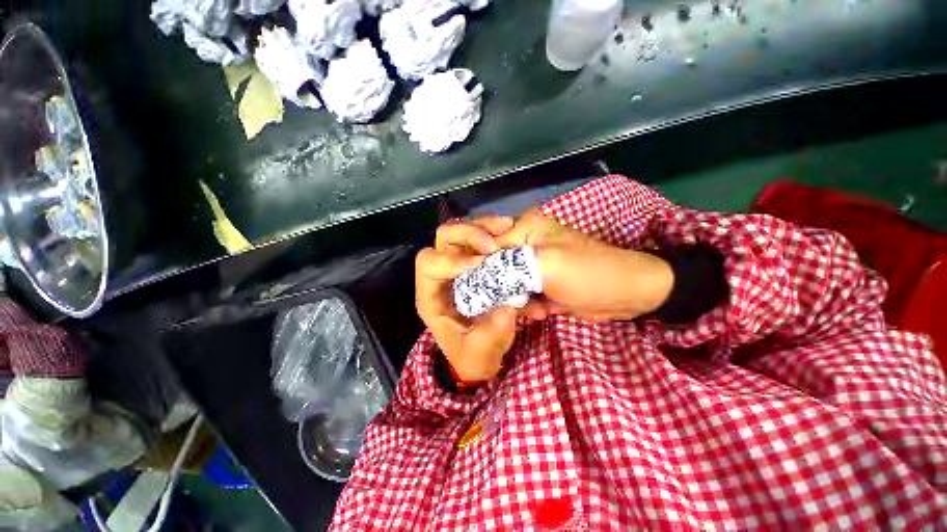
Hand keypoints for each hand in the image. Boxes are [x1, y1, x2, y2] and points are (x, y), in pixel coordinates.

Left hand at [415, 216, 519, 383]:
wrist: (481, 354)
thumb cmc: (472, 356)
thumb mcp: (479, 356)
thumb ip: (490, 336)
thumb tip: (508, 309)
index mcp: (432, 296)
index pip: (429, 264)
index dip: (452, 260)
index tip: (482, 264)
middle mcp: (442, 274)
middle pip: (444, 239)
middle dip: (468, 235)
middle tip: (494, 245)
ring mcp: (460, 264)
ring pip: (462, 231)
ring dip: (484, 226)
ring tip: (508, 227)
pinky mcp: (476, 261)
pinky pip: (481, 237)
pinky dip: (495, 230)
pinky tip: (510, 230)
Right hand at [498, 211, 673, 321]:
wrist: (625, 294)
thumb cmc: (586, 273)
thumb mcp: (544, 266)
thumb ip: (507, 266)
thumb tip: (476, 273)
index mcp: (524, 227)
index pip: (486, 246)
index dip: (482, 269)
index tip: (483, 291)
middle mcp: (524, 242)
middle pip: (494, 266)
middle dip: (501, 287)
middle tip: (515, 302)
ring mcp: (532, 263)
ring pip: (506, 283)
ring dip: (517, 299)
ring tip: (535, 309)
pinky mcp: (539, 281)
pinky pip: (520, 293)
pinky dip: (528, 305)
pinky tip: (542, 311)